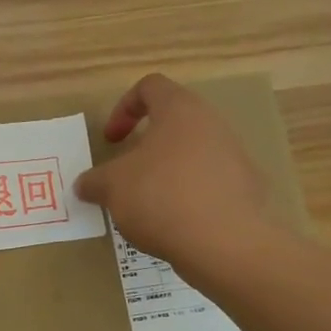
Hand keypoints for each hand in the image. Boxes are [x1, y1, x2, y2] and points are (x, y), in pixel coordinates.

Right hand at [76, 74, 275, 270]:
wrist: (225, 244)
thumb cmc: (161, 197)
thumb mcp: (112, 187)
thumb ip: (94, 181)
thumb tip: (84, 184)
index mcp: (180, 110)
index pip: (150, 87)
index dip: (123, 108)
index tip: (111, 140)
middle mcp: (212, 124)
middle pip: (174, 122)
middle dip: (145, 146)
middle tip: (126, 173)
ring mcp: (235, 156)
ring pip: (192, 153)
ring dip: (166, 172)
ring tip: (147, 203)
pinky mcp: (246, 189)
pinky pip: (209, 183)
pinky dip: (188, 195)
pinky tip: (174, 223)